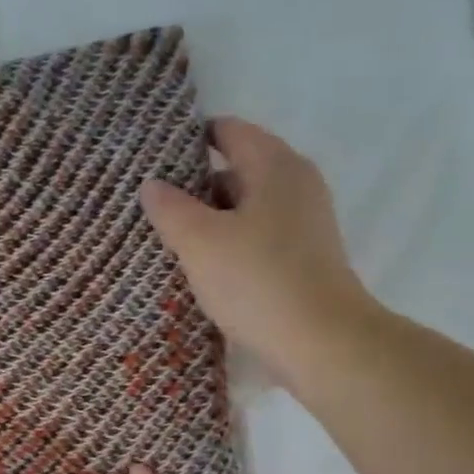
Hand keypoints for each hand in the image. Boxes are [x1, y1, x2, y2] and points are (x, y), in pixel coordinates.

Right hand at [140, 116, 372, 390]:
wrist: (322, 342)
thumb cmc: (258, 281)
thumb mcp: (200, 242)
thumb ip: (171, 209)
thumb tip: (152, 185)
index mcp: (275, 165)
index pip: (229, 131)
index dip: (190, 140)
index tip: (154, 159)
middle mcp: (296, 184)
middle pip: (238, 170)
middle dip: (195, 186)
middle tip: (154, 206)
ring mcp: (305, 224)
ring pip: (247, 209)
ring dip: (212, 221)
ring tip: (170, 241)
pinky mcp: (305, 259)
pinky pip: (258, 239)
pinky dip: (231, 246)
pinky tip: (205, 270)